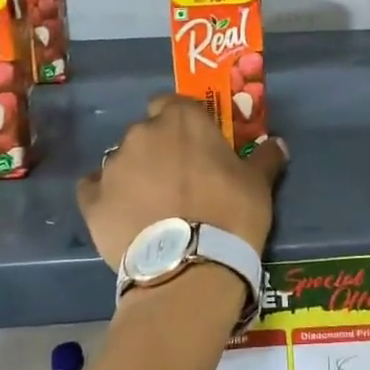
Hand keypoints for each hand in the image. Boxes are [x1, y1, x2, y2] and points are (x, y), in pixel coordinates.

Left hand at [78, 95, 286, 269]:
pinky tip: (124, 217)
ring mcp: (113, 166)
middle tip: (179, 179)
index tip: (195, 144)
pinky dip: (107, 198)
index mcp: (181, 119)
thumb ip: (266, 157)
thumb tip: (277, 143)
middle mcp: (142, 133)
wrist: (190, 267)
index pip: (173, 102)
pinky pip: (95, 190)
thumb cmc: (230, 213)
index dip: (182, 121)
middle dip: (159, 149)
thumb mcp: (259, 184)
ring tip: (153, 206)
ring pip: (123, 161)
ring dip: (136, 174)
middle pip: (147, 132)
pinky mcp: (92, 200)